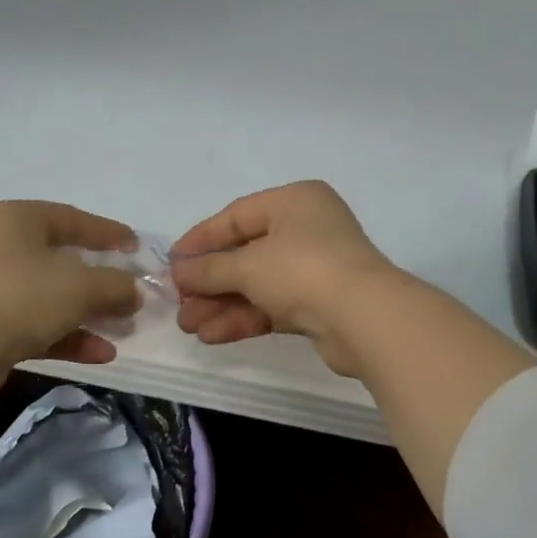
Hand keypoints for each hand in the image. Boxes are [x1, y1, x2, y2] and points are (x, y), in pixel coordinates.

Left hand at [0, 201, 141, 375]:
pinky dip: (70, 337)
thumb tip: (136, 292)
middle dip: (103, 282)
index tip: (137, 247)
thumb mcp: (83, 285)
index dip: (108, 233)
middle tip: (133, 294)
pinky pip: (40, 327)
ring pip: (53, 297)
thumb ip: (117, 285)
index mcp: (18, 220)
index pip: (73, 219)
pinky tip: (102, 353)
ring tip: (125, 329)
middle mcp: (2, 248)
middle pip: (64, 260)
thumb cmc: (22, 296)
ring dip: (91, 313)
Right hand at [170, 181, 401, 375]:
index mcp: (294, 202)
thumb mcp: (247, 265)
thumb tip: (178, 272)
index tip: (172, 263)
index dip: (200, 240)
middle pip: (245, 254)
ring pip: (257, 284)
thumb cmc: (302, 270)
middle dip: (209, 282)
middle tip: (179, 303)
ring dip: (222, 304)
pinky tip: (213, 335)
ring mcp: (316, 268)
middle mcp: (307, 229)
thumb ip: (209, 269)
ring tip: (188, 326)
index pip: (236, 217)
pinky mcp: (320, 304)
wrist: (364, 318)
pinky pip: (273, 306)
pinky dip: (244, 318)